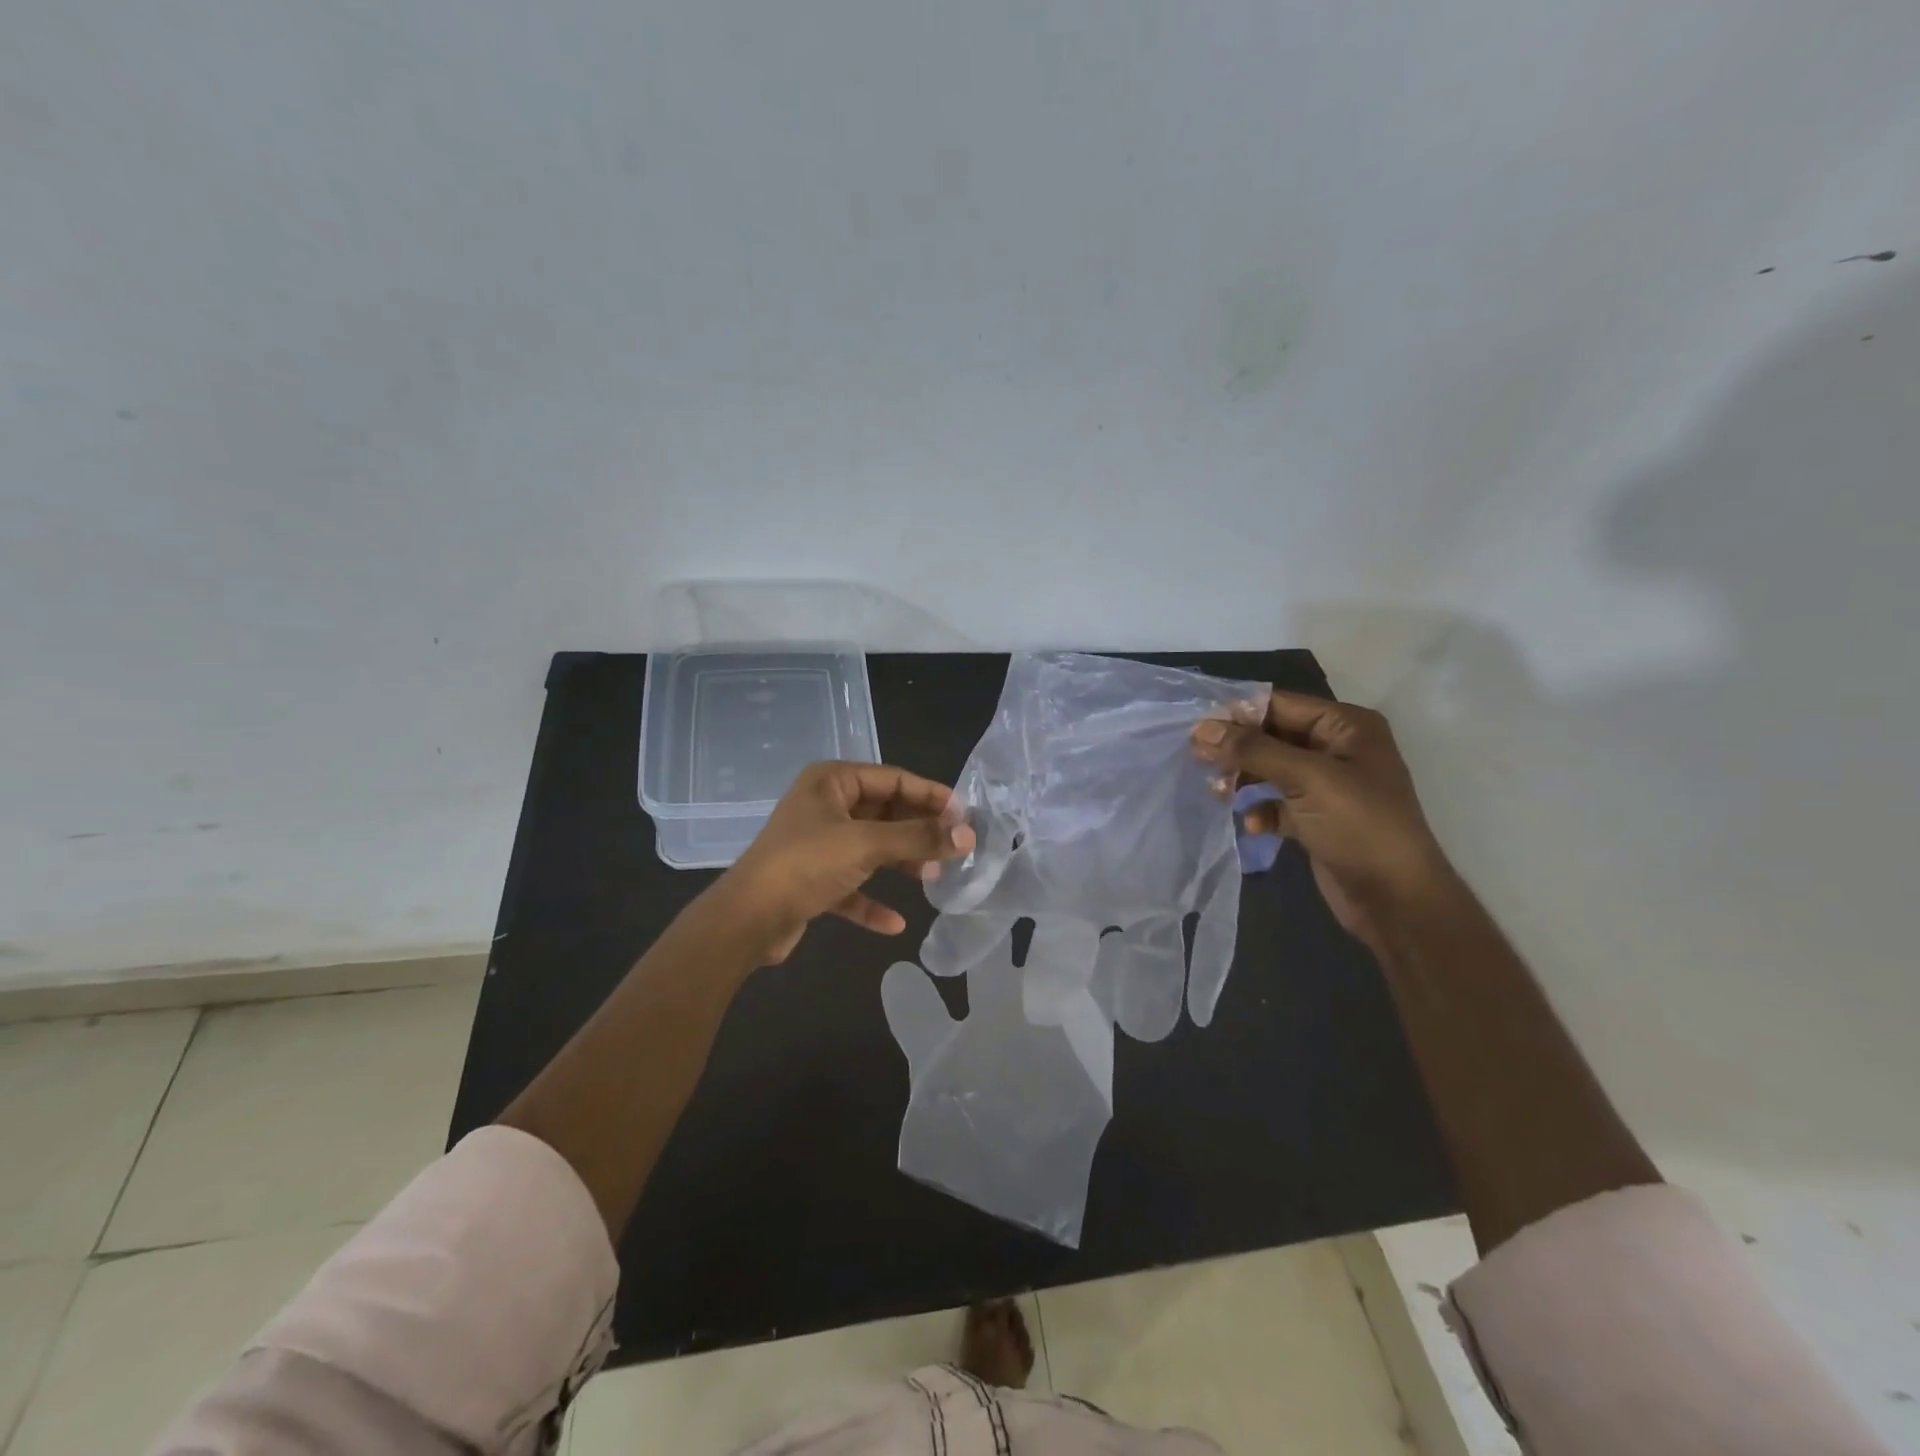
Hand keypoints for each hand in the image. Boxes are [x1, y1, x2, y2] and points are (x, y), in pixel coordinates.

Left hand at [711, 762, 976, 965]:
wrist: (747, 919)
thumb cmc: (807, 864)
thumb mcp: (866, 845)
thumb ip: (919, 838)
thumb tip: (969, 835)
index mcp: (832, 781)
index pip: (893, 779)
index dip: (930, 795)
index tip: (965, 815)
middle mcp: (825, 806)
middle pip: (884, 813)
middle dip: (918, 831)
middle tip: (954, 848)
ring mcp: (817, 843)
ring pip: (871, 847)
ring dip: (900, 861)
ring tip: (933, 878)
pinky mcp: (812, 880)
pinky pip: (852, 885)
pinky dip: (872, 900)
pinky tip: (895, 923)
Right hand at [1192, 691, 1452, 950]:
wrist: (1396, 900)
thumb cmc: (1359, 826)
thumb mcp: (1307, 779)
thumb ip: (1253, 750)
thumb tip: (1201, 729)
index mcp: (1346, 726)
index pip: (1281, 705)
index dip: (1238, 714)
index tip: (1196, 729)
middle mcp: (1337, 749)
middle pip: (1271, 736)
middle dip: (1236, 749)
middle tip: (1197, 760)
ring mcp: (1327, 786)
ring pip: (1270, 770)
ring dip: (1242, 779)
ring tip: (1217, 793)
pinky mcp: (1316, 818)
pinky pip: (1276, 803)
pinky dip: (1260, 810)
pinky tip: (1253, 825)